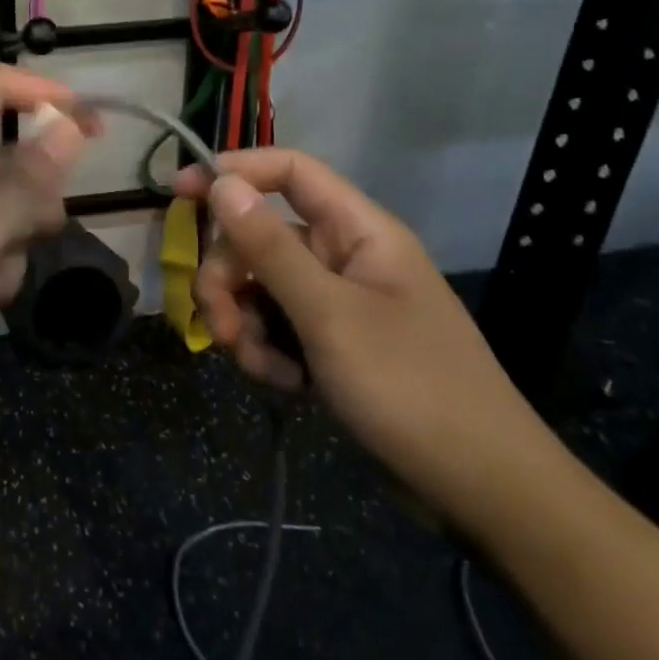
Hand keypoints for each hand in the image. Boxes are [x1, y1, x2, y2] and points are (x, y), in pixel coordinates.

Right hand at [172, 149, 565, 535]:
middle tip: (221, 325)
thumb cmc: (410, 388)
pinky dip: (268, 354)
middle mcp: (344, 257)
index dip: (235, 173)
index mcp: (359, 231)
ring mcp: (336, 303)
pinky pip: (276, 329)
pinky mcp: (329, 344)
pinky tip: (287, 387)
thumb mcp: (329, 315)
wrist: (478, 487)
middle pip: (260, 237)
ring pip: (260, 289)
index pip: (290, 172)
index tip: (180, 193)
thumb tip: (222, 183)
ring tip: (264, 370)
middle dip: (229, 279)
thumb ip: (270, 248)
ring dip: (246, 325)